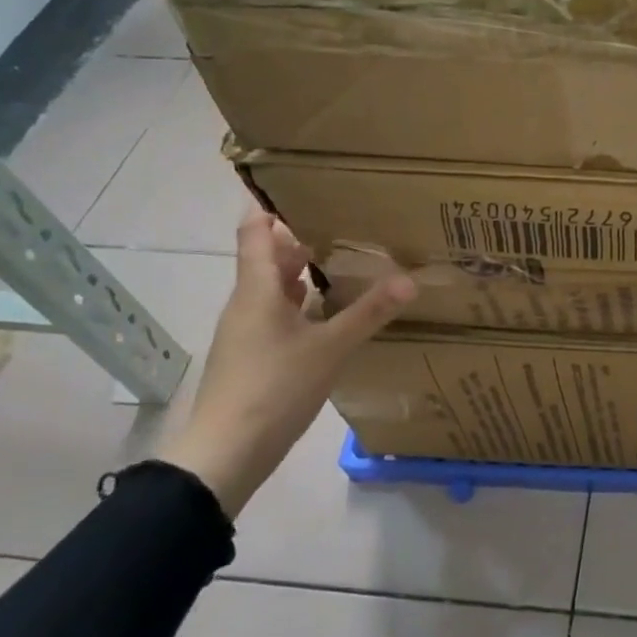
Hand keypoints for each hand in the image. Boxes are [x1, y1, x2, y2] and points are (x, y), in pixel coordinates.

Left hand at [159, 210, 415, 517]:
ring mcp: (248, 331)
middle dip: (303, 237)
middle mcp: (248, 303)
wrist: (225, 454)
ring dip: (305, 272)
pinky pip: (280, 315)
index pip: (255, 231)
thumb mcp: (330, 348)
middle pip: (270, 258)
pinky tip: (333, 312)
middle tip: (345, 220)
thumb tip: (411, 280)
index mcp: (257, 290)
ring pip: (276, 288)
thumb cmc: (273, 389)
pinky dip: (304, 304)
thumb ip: (369, 313)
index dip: (269, 204)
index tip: (297, 182)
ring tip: (347, 259)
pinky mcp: (254, 356)